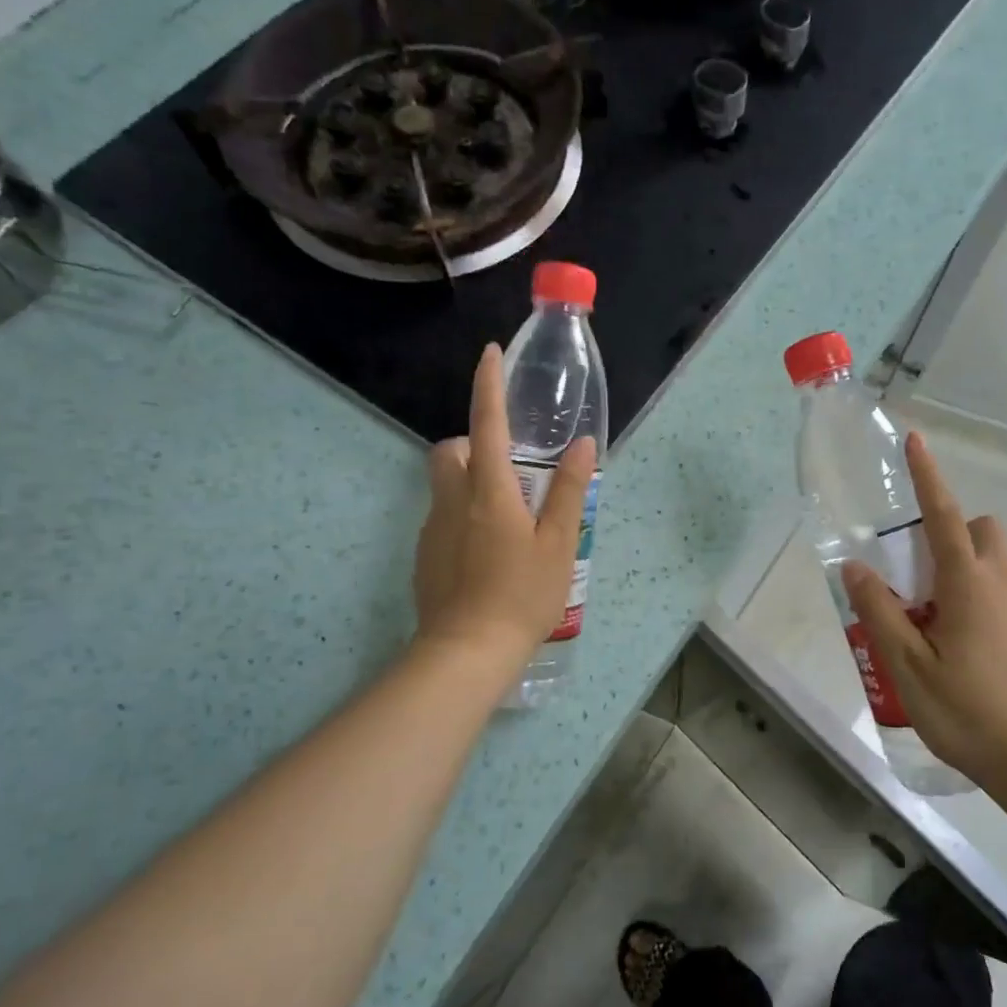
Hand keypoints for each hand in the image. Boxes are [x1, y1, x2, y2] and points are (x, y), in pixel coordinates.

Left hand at [414, 344, 596, 668]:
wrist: (466, 653)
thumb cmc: (521, 595)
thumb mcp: (559, 544)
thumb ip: (569, 491)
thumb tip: (582, 446)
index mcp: (489, 491)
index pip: (486, 423)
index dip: (488, 385)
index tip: (489, 353)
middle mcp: (453, 500)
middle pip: (450, 450)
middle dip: (472, 443)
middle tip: (508, 469)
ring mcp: (432, 529)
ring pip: (444, 485)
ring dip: (469, 482)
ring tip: (507, 518)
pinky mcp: (424, 555)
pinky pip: (442, 517)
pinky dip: (462, 516)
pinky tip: (488, 554)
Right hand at [842, 432, 1006, 788]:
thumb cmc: (969, 711)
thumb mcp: (908, 666)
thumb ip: (879, 612)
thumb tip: (857, 566)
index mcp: (967, 584)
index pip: (943, 515)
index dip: (927, 476)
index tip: (915, 441)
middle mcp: (999, 586)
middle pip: (979, 531)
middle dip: (948, 530)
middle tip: (913, 571)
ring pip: (989, 566)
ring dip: (955, 570)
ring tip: (922, 621)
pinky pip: (996, 597)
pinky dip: (969, 600)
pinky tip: (949, 650)